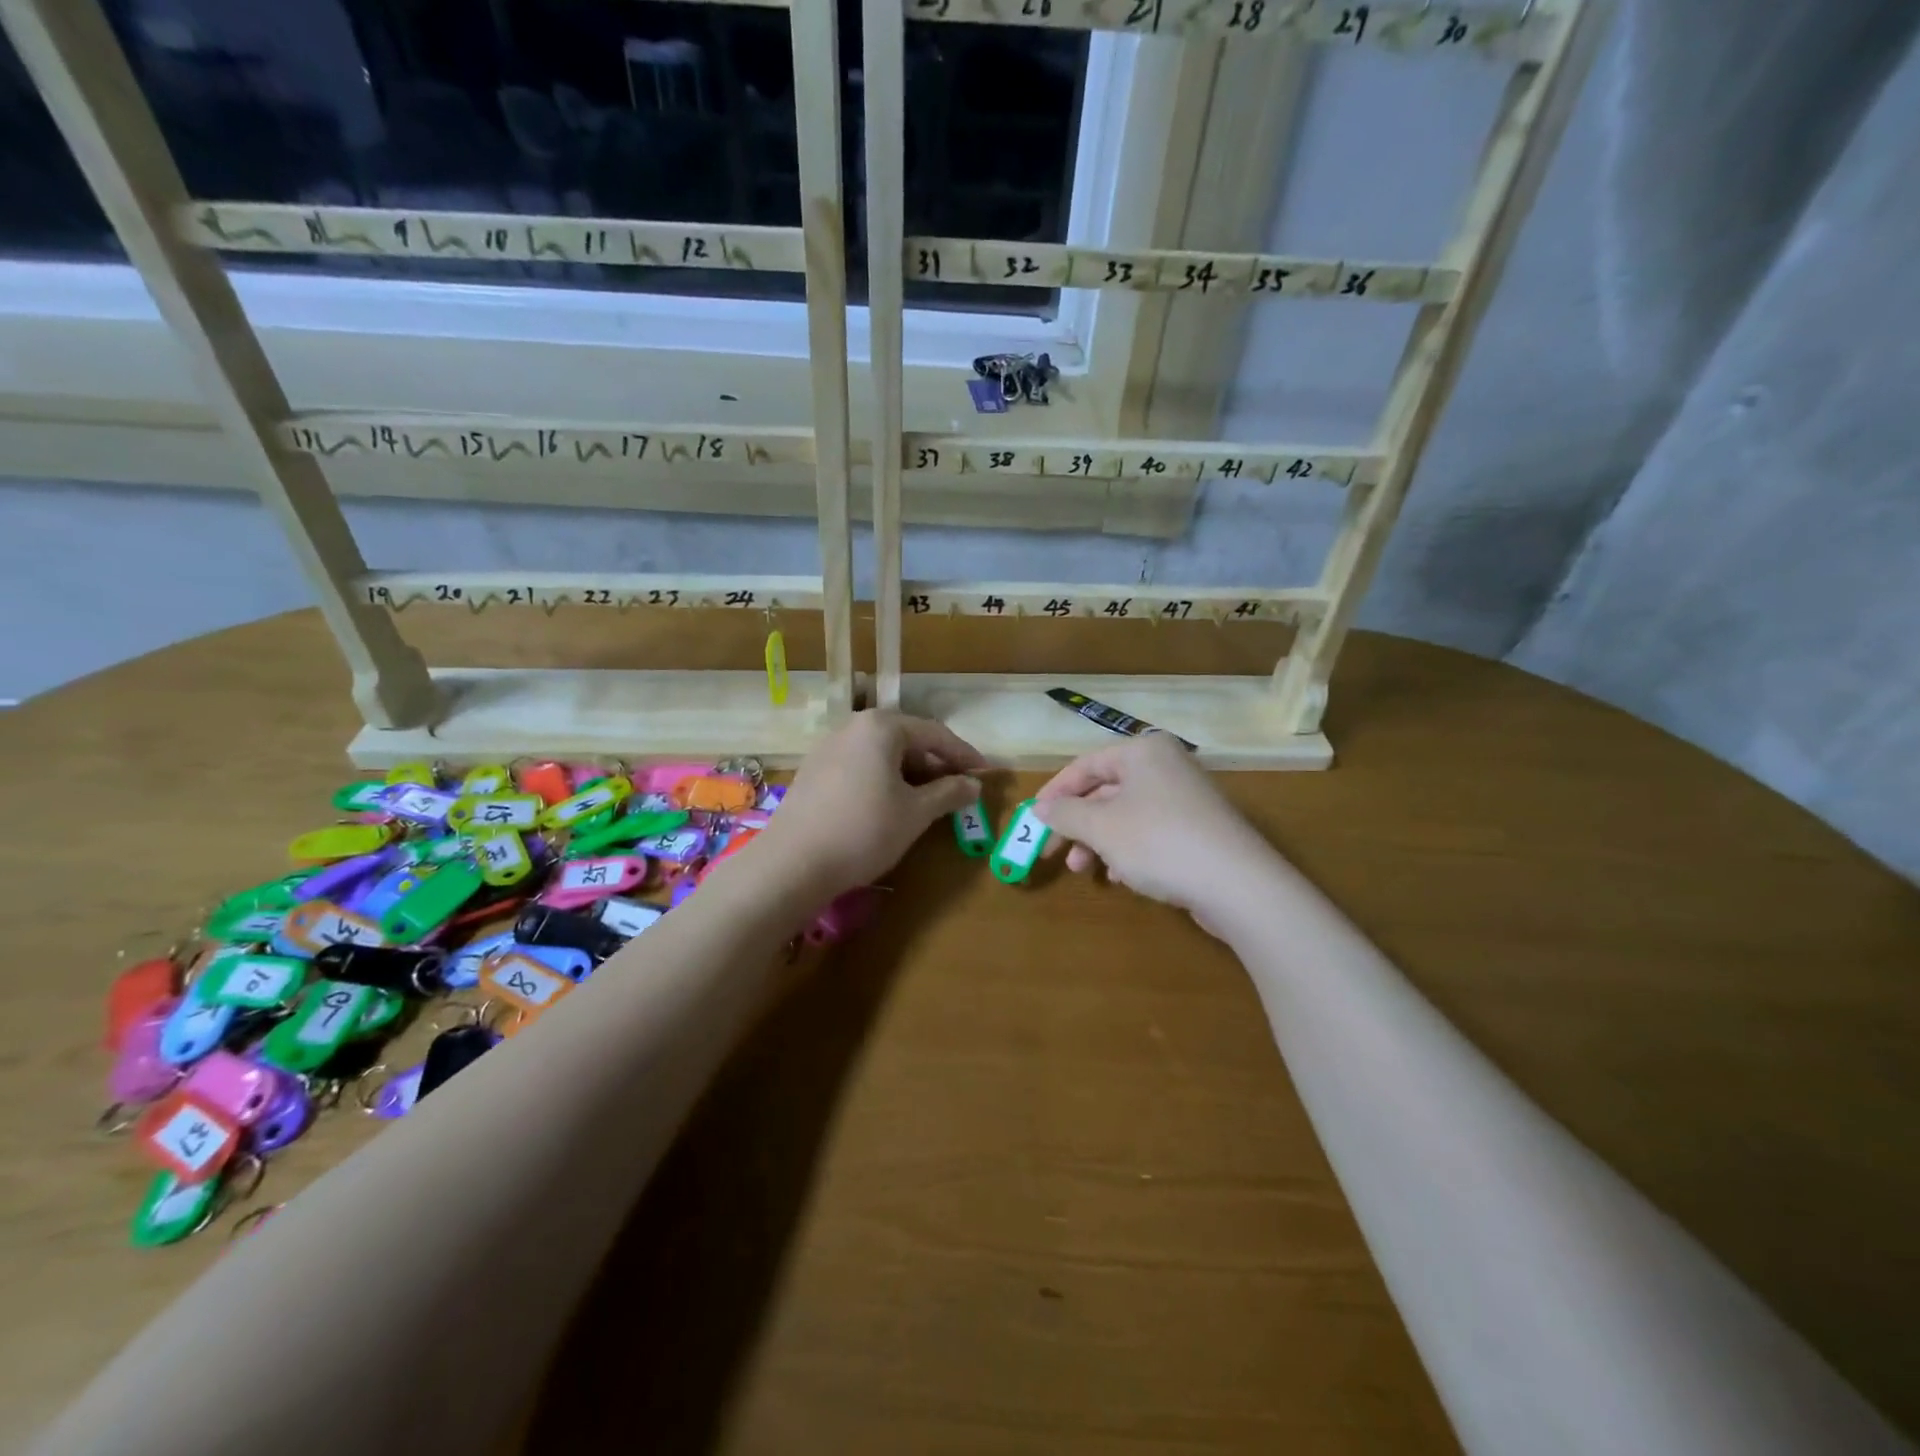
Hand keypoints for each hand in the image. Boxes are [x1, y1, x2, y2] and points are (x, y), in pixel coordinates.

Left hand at [751, 709, 985, 900]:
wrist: (792, 863)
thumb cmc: (864, 830)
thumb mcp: (916, 813)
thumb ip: (949, 792)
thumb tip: (974, 784)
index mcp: (881, 727)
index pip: (935, 734)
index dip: (964, 755)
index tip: (985, 774)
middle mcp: (853, 727)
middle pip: (906, 740)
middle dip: (935, 764)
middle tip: (959, 789)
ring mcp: (828, 748)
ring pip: (881, 755)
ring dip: (910, 774)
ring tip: (929, 801)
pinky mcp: (813, 772)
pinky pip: (860, 767)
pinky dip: (883, 781)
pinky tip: (891, 806)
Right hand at [1032, 732, 1278, 930]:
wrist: (1238, 884)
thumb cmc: (1158, 842)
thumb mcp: (1100, 827)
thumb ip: (1065, 814)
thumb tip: (1039, 809)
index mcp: (1143, 752)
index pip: (1085, 765)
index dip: (1054, 792)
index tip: (1032, 820)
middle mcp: (1166, 766)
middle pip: (1105, 790)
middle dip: (1077, 824)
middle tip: (1053, 853)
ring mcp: (1186, 797)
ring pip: (1126, 814)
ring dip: (1098, 842)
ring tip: (1083, 871)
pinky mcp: (1199, 829)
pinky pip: (1150, 831)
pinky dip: (1127, 850)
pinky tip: (1120, 878)